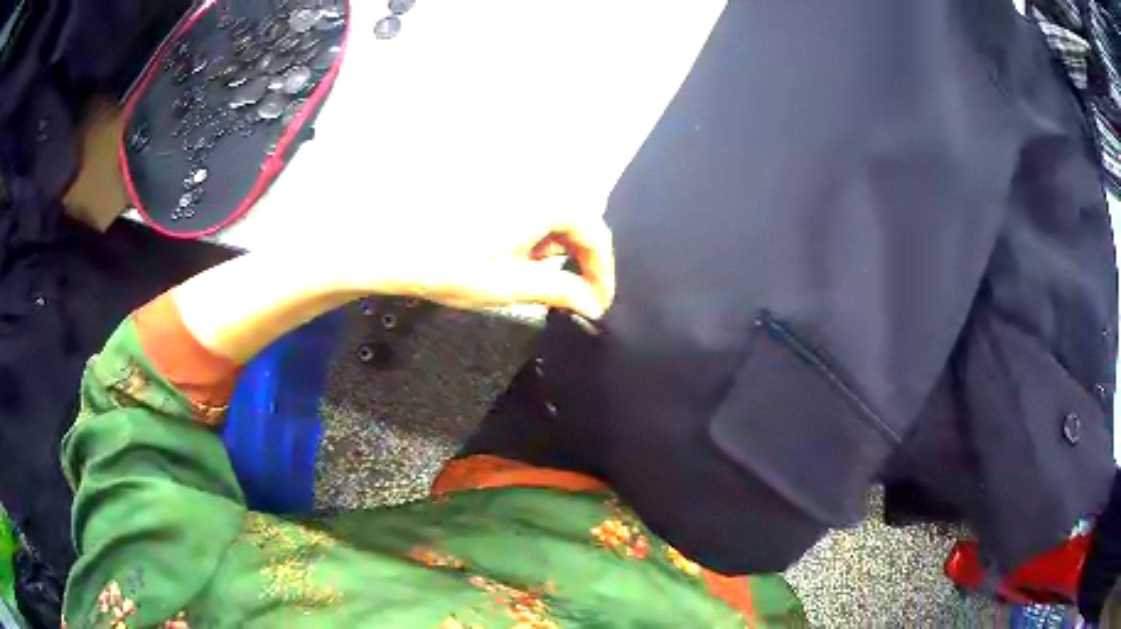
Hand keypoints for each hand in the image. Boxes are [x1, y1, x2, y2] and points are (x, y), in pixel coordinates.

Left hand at [334, 212, 615, 320]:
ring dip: (554, 253)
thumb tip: (592, 303)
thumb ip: (559, 291)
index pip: (595, 236)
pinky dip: (532, 241)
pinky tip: (508, 260)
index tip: (597, 304)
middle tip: (568, 297)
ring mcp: (512, 187)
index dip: (602, 273)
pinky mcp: (494, 194)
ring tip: (529, 280)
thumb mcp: (509, 286)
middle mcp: (533, 187)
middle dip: (578, 262)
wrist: (391, 248)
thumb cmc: (449, 267)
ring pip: (554, 220)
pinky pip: (531, 215)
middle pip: (577, 224)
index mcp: (544, 204)